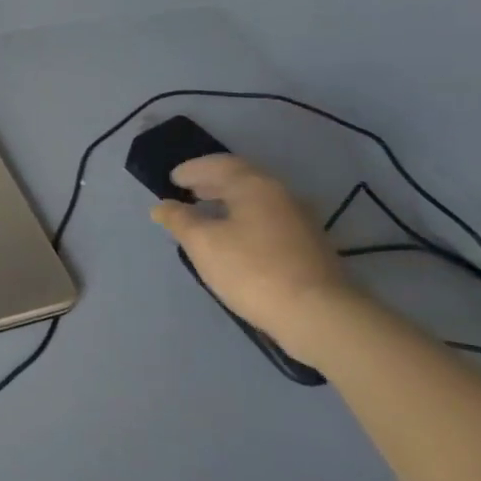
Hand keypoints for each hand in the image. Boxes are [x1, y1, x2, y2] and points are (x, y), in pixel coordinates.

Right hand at [148, 154, 361, 359]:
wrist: (319, 316)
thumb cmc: (252, 270)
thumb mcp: (203, 244)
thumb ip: (179, 220)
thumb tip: (162, 206)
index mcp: (255, 185)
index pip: (219, 164)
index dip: (192, 169)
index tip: (172, 178)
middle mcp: (281, 195)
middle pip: (241, 180)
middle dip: (211, 184)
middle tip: (188, 192)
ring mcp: (300, 221)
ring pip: (256, 201)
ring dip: (229, 202)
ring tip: (207, 215)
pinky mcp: (309, 246)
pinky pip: (268, 220)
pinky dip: (245, 220)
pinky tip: (234, 239)